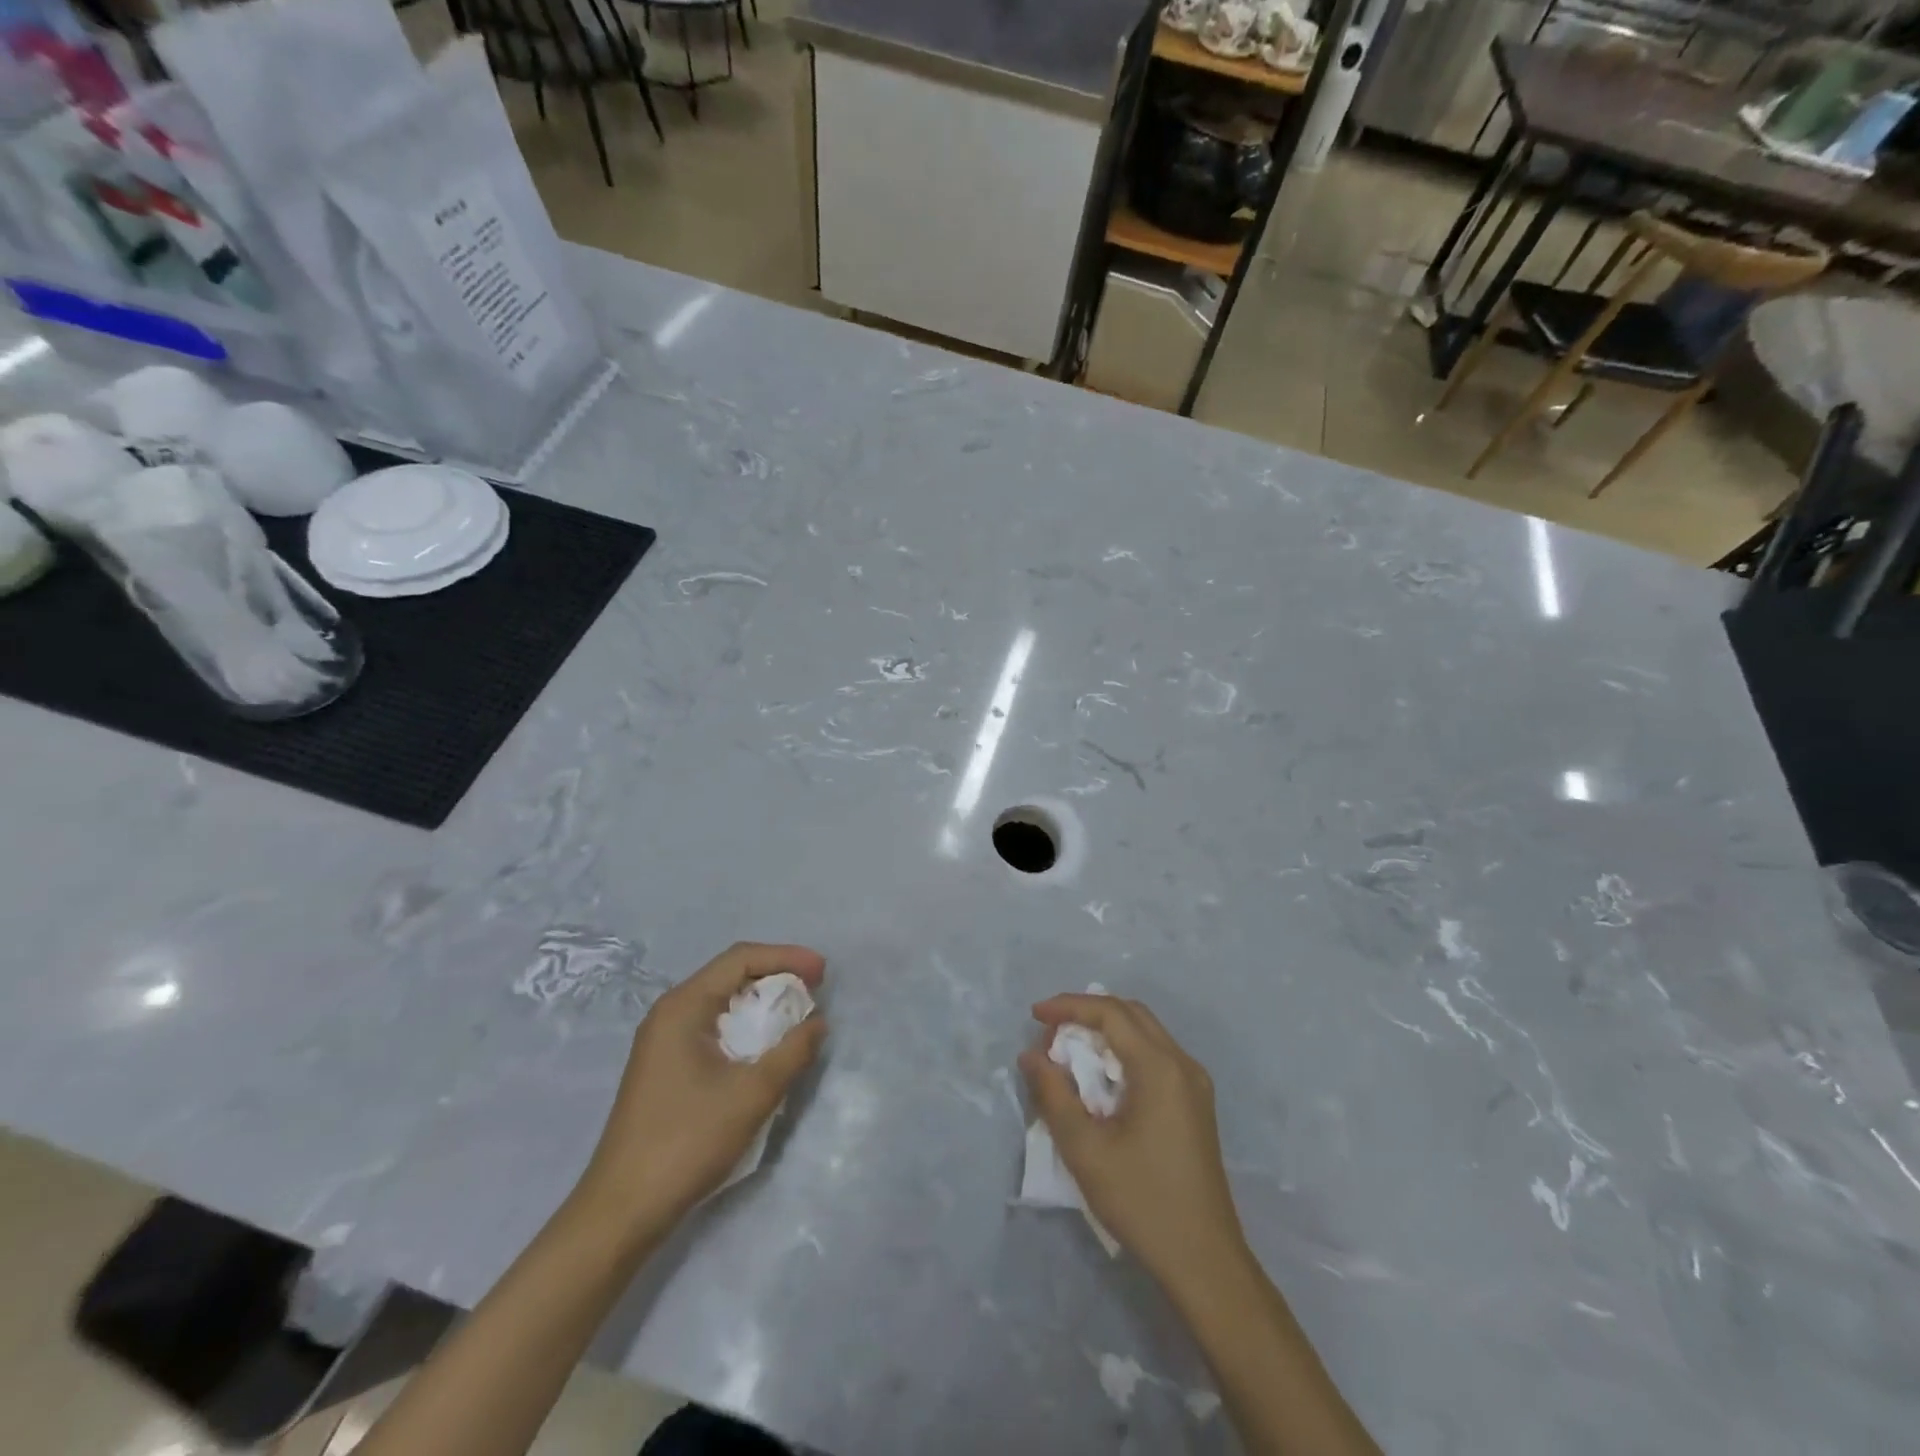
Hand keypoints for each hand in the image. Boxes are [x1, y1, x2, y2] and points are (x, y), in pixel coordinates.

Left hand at [577, 943, 826, 1232]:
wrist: (623, 1210)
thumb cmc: (687, 1141)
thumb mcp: (752, 1094)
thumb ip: (792, 1052)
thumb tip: (817, 1022)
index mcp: (683, 1006)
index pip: (740, 959)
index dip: (786, 958)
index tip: (823, 972)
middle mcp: (670, 1013)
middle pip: (730, 975)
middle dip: (776, 977)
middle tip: (815, 991)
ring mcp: (663, 1040)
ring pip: (722, 1002)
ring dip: (762, 1003)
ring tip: (797, 1015)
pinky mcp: (666, 1066)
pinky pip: (713, 1027)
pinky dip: (745, 1026)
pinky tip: (766, 1046)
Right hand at [1020, 993, 1247, 1294]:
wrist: (1204, 1261)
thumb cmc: (1142, 1202)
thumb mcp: (1085, 1149)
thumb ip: (1054, 1095)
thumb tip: (1031, 1056)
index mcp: (1160, 1068)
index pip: (1110, 1013)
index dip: (1069, 1006)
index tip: (1035, 1015)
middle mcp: (1182, 1064)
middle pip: (1131, 1014)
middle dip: (1087, 1013)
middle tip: (1050, 1031)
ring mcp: (1195, 1084)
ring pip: (1145, 1032)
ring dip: (1106, 1031)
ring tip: (1069, 1051)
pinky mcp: (1196, 1103)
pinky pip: (1156, 1056)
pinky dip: (1123, 1052)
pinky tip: (1101, 1078)